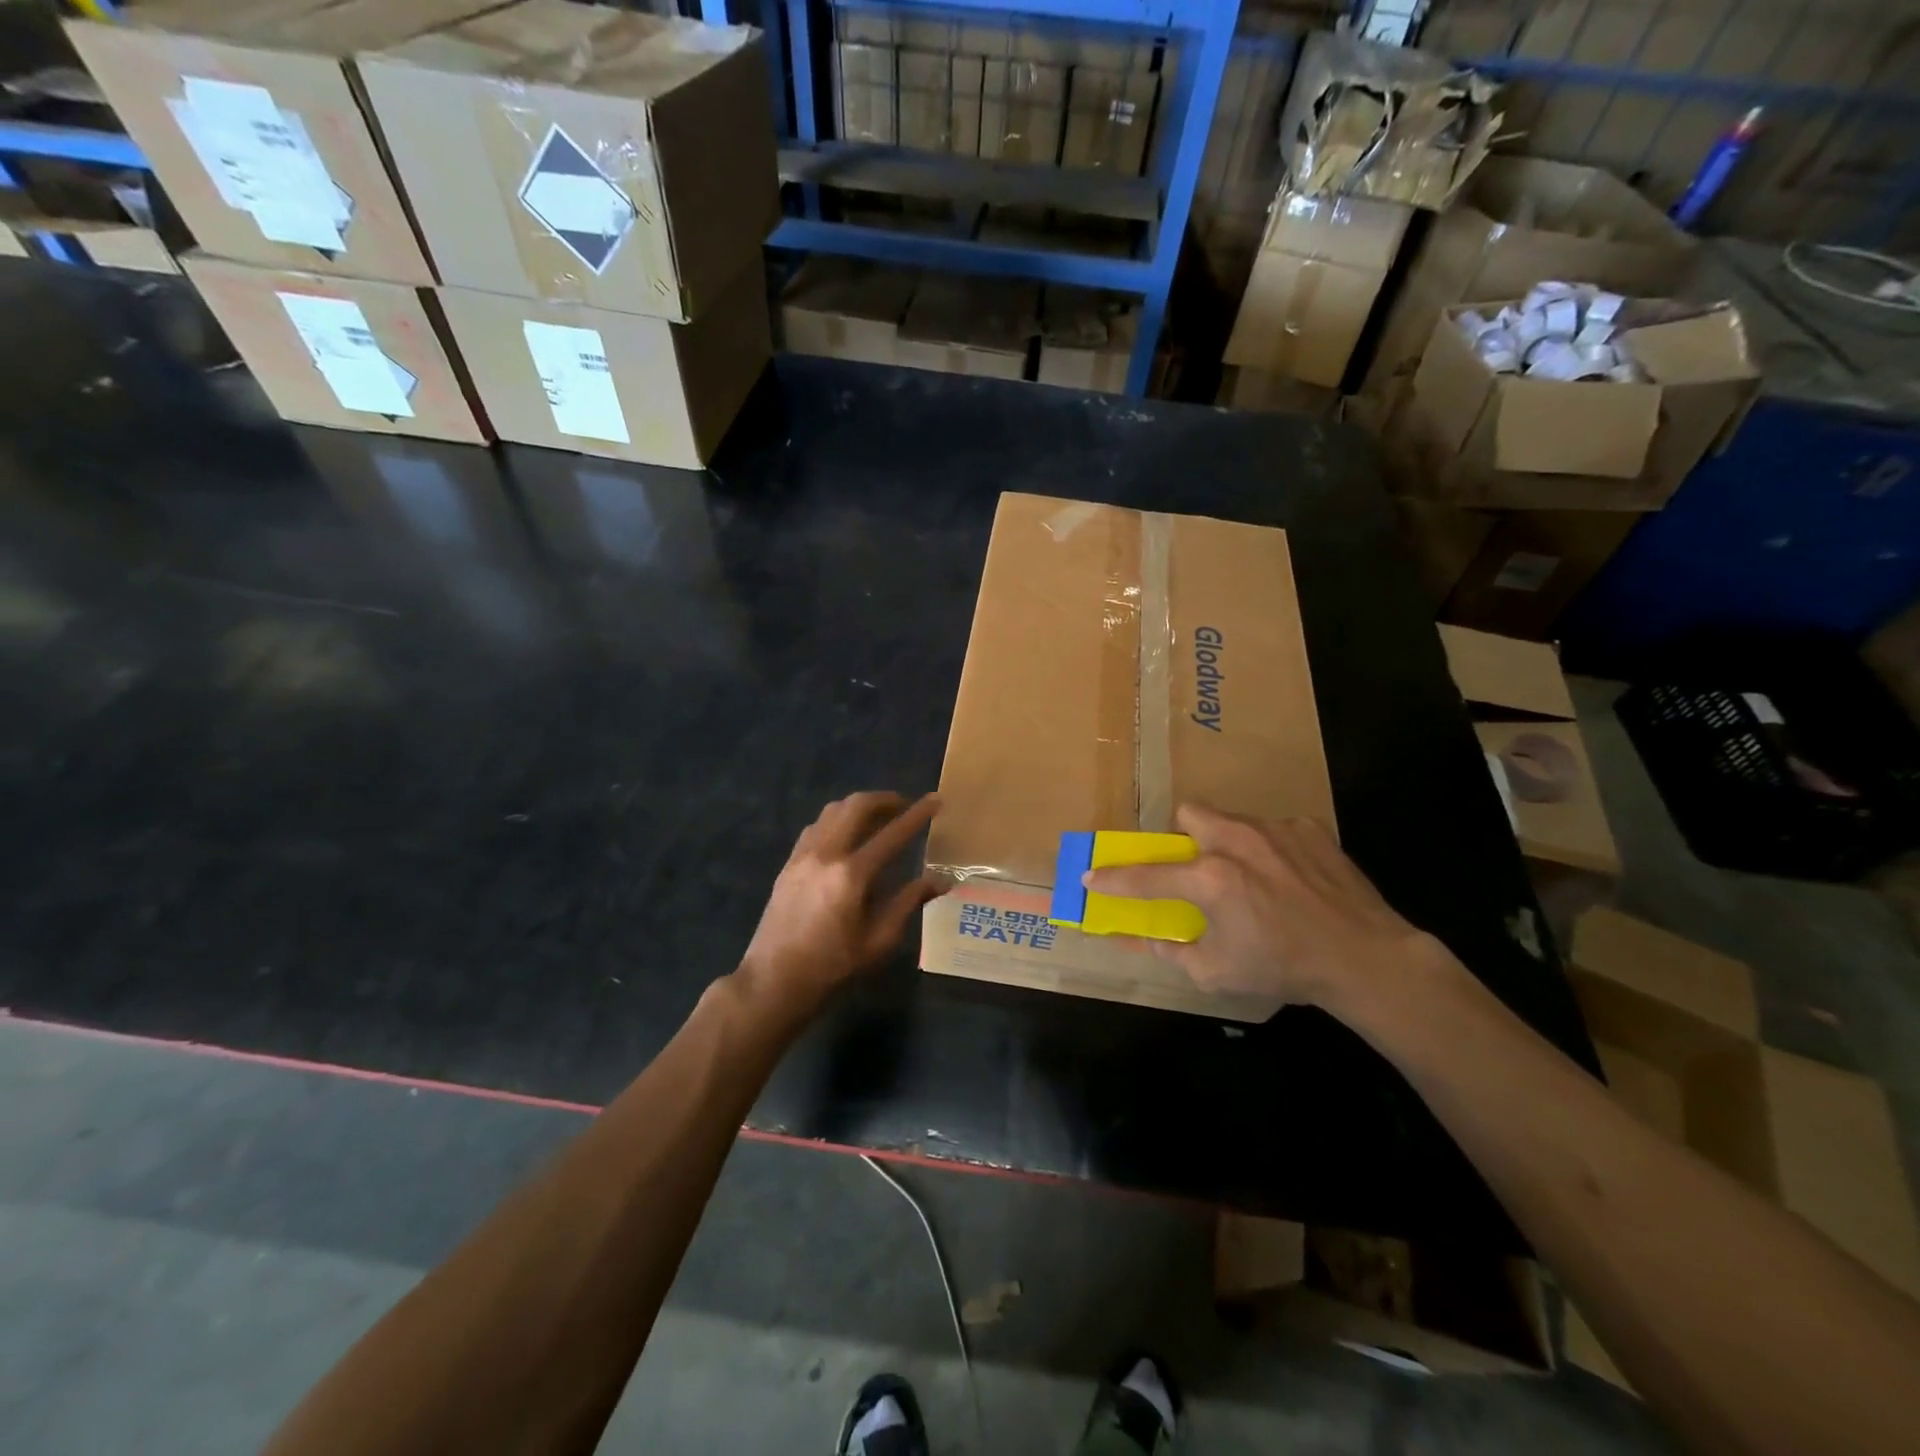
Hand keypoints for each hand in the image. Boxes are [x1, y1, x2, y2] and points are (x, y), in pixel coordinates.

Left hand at [736, 791, 945, 1019]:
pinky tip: (845, 836)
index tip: (935, 800)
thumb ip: (909, 903)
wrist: (774, 982)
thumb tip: (942, 881)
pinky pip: (816, 827)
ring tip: (877, 817)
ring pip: (832, 811)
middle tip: (904, 805)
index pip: (892, 834)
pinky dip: (836, 820)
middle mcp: (826, 854)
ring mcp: (803, 856)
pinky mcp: (788, 864)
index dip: (917, 815)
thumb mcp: (879, 941)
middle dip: (884, 799)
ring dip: (858, 807)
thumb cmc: (833, 967)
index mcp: (852, 875)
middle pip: (856, 807)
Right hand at [1082, 804, 1444, 1014]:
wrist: (1366, 958)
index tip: (1091, 877)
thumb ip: (1171, 952)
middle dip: (1182, 836)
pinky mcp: (1309, 828)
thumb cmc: (1285, 969)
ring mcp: (1276, 829)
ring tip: (1250, 876)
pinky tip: (1289, 879)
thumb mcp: (1216, 973)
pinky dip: (1269, 849)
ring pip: (1231, 819)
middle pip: (1189, 813)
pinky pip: (1273, 829)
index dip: (1113, 878)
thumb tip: (1144, 939)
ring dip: (1226, 842)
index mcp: (1210, 878)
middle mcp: (1237, 841)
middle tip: (1195, 867)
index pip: (1146, 875)